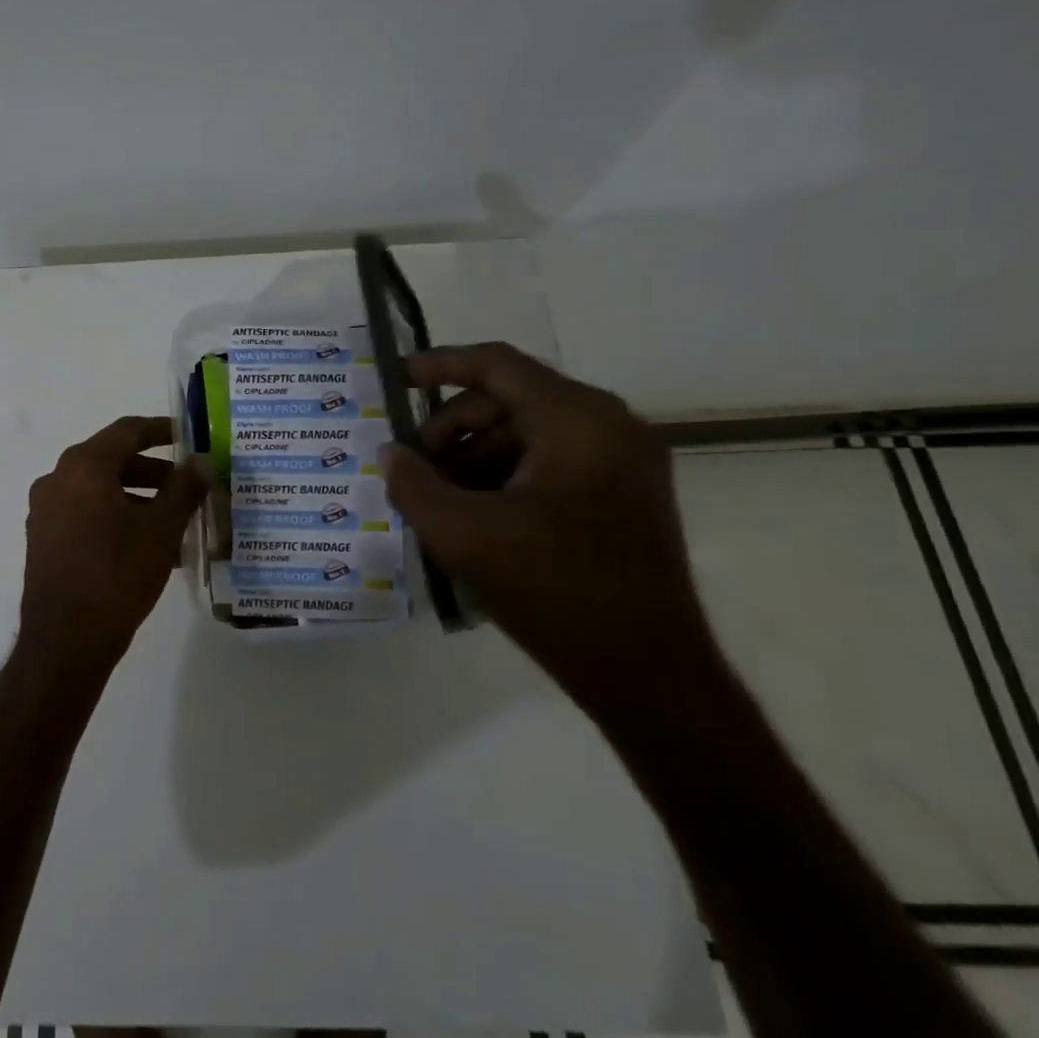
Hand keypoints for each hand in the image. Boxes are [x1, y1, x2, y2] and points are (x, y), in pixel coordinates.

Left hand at [19, 416, 210, 685]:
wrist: (65, 640)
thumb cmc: (117, 574)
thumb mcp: (161, 529)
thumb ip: (184, 489)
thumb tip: (201, 461)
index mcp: (83, 466)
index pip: (127, 431)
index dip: (161, 431)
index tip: (188, 438)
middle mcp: (57, 479)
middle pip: (111, 461)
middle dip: (153, 472)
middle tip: (187, 487)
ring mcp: (44, 510)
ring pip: (99, 491)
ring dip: (137, 499)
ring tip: (173, 525)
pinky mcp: (43, 539)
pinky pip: (84, 514)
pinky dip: (115, 518)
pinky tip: (145, 548)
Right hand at [383, 344, 721, 712]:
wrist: (647, 672)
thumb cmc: (552, 591)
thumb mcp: (463, 534)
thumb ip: (413, 484)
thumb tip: (390, 453)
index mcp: (577, 420)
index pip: (496, 365)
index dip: (438, 365)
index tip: (394, 378)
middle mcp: (608, 425)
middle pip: (509, 400)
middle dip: (450, 428)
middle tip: (411, 466)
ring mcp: (623, 461)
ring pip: (527, 433)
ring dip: (474, 456)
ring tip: (436, 498)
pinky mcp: (623, 494)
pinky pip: (550, 462)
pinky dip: (504, 476)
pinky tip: (472, 514)